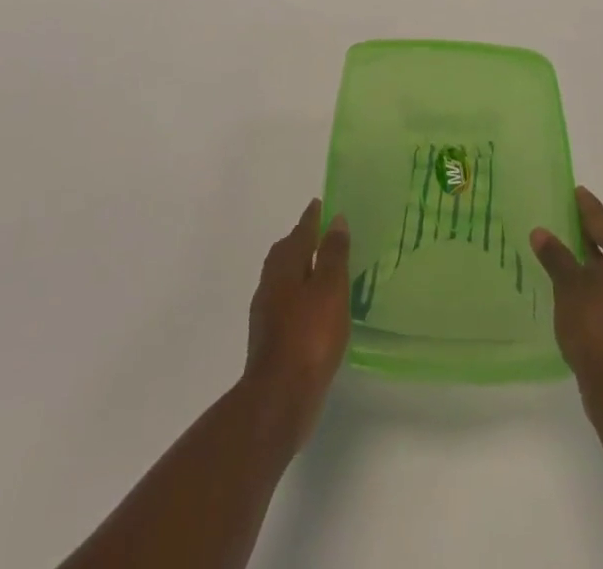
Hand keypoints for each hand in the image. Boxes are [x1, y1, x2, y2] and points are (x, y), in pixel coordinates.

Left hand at [244, 198, 349, 447]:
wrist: (279, 399)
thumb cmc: (309, 336)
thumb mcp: (330, 289)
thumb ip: (333, 254)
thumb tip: (335, 219)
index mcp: (285, 266)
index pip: (300, 232)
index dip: (312, 218)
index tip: (320, 203)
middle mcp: (271, 284)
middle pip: (286, 253)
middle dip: (301, 240)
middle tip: (321, 233)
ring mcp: (267, 313)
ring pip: (284, 278)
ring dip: (300, 268)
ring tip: (321, 269)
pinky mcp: (271, 339)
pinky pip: (286, 303)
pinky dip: (299, 295)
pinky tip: (314, 308)